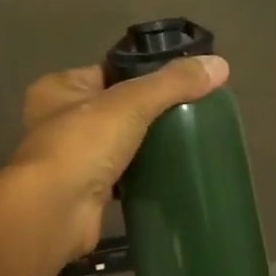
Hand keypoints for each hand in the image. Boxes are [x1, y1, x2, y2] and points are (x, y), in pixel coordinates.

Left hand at [6, 55, 226, 258]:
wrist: (55, 212)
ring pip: (117, 142)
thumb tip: (220, 64)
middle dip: (146, 112)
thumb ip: (173, 82)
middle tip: (189, 112)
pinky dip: (140, 174)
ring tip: (186, 139)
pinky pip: (120, 175)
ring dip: (144, 144)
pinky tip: (169, 171)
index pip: (107, 70)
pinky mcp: (84, 191)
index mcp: (59, 88)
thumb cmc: (83, 144)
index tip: (179, 80)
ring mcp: (69, 158)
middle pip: (113, 107)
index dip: (140, 73)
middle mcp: (57, 120)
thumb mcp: (132, 102)